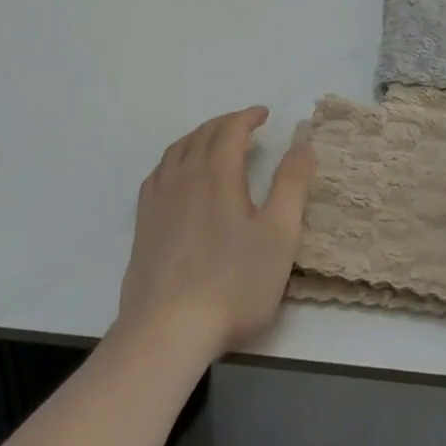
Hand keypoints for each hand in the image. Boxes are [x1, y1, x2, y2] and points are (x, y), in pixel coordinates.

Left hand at [116, 107, 315, 358]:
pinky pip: (159, 173)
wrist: (167, 330)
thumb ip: (292, 185)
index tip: (264, 115)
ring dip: (199, 136)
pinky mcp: (143, 222)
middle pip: (203, 134)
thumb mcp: (279, 235)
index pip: (231, 129)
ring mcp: (159, 198)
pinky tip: (178, 175)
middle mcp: (184, 175)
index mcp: (217, 172)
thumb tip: (302, 143)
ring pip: (178, 149)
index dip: (248, 117)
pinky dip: (175, 159)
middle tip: (245, 125)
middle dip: (226, 123)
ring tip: (214, 141)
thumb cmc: (232, 283)